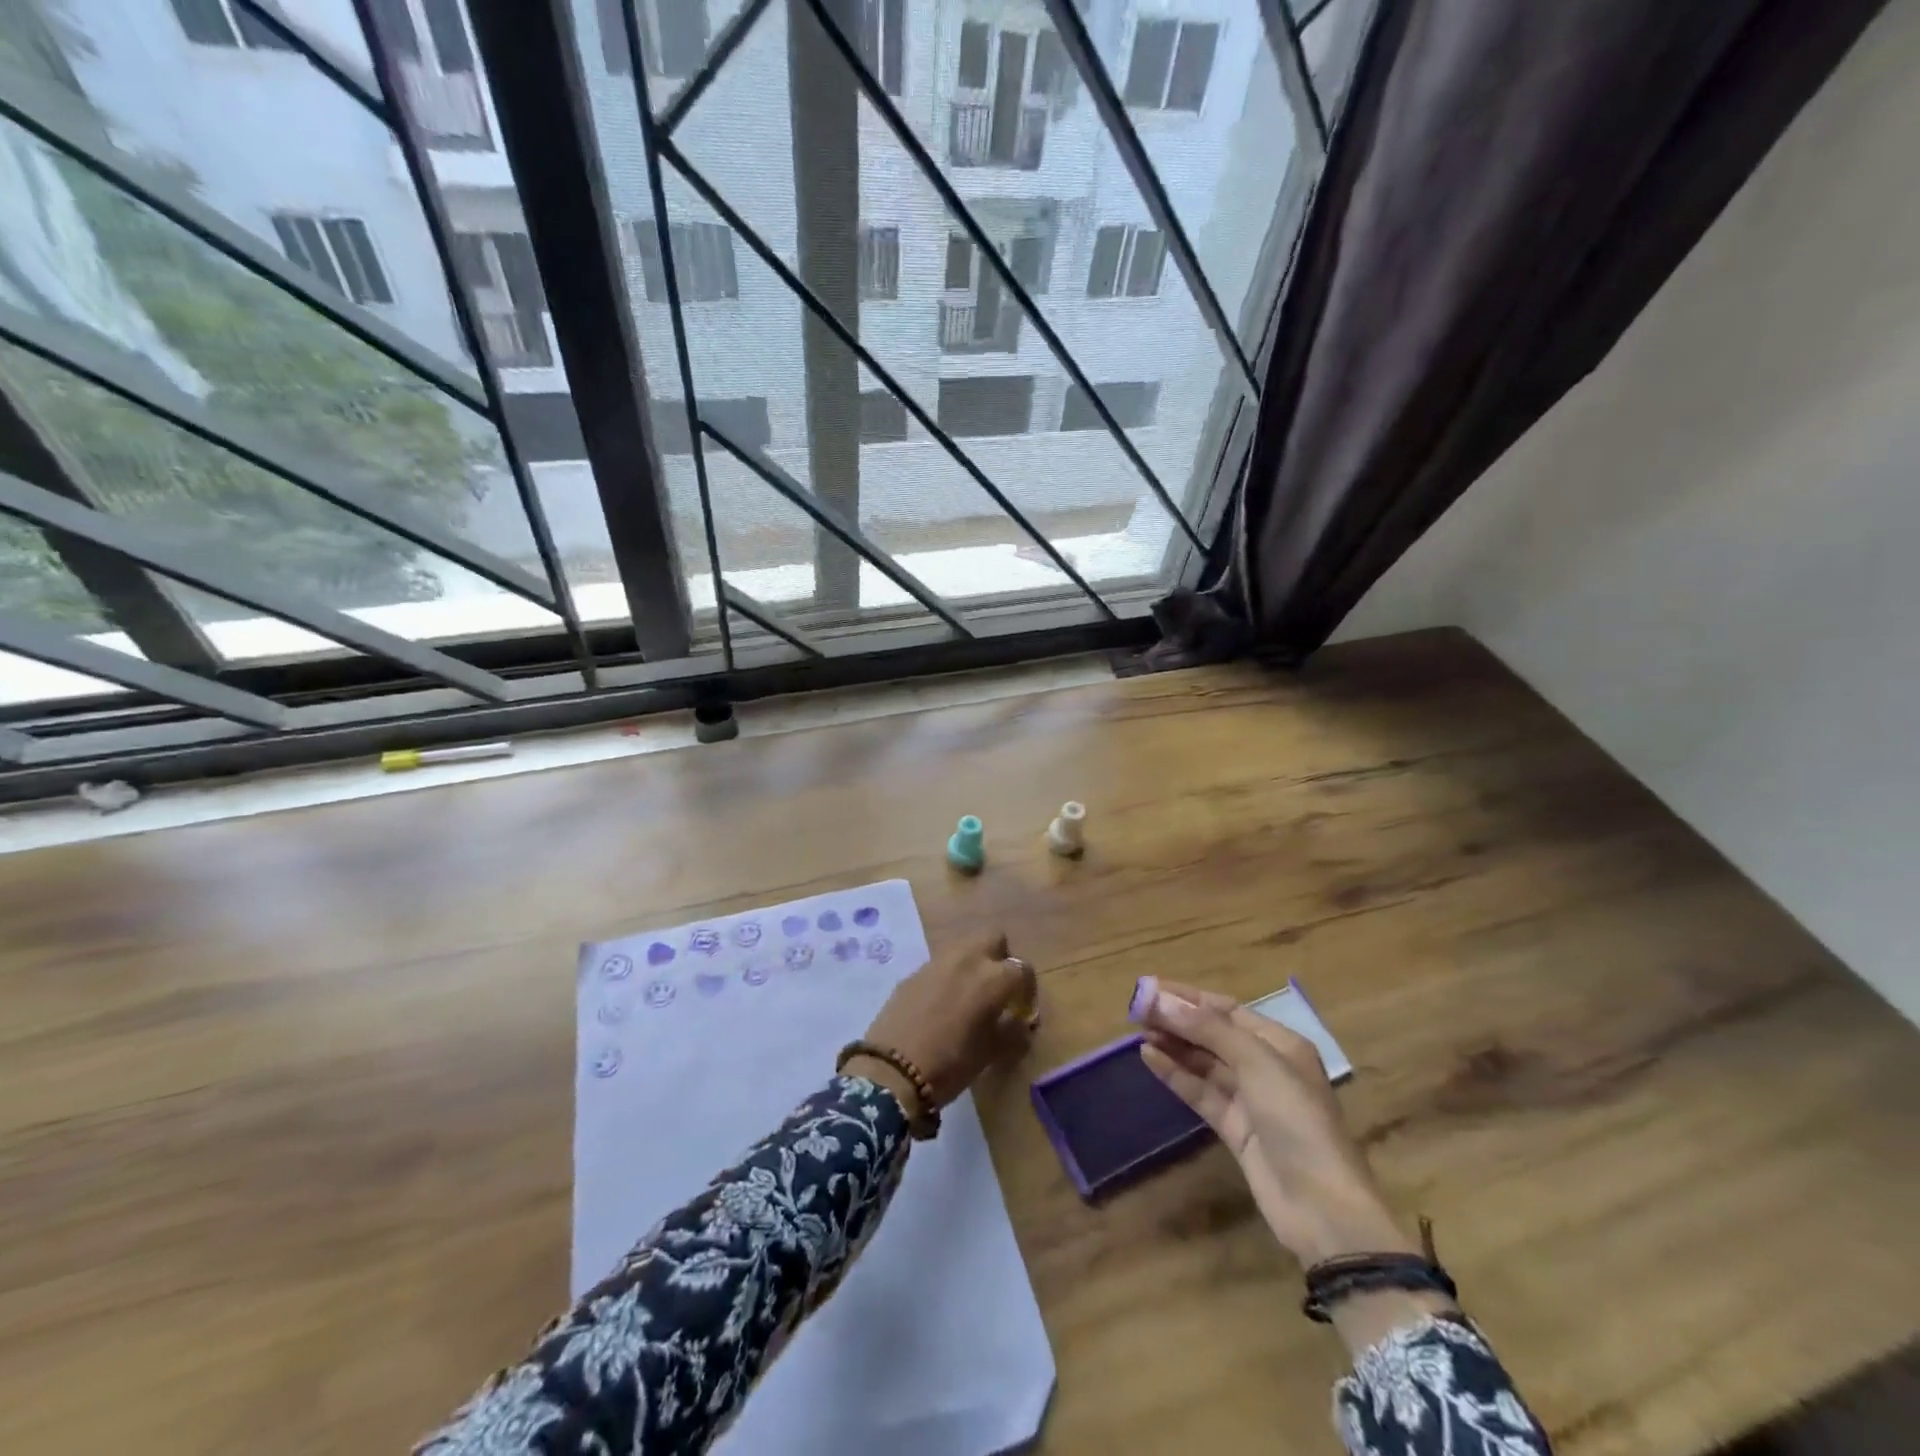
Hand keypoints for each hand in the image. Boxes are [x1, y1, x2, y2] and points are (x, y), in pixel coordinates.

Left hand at [854, 932, 1036, 1110]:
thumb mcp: (991, 1052)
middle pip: (993, 938)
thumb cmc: (951, 1063)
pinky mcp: (914, 971)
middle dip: (1001, 958)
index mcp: (992, 977)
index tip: (1023, 1009)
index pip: (1022, 968)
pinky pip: (941, 964)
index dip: (1027, 989)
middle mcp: (967, 959)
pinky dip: (949, 975)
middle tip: (998, 988)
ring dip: (974, 963)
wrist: (892, 1070)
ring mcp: (937, 962)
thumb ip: (1012, 1031)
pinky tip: (942, 1002)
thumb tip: (1021, 1022)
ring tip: (970, 994)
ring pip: (965, 947)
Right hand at [1140, 983, 1413, 1267]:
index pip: (1227, 1009)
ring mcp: (1249, 1099)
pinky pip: (1200, 1091)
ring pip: (1204, 1063)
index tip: (1150, 988)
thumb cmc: (1296, 1119)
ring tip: (1138, 1031)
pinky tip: (1149, 1058)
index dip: (1188, 997)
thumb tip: (1161, 999)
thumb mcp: (1256, 1062)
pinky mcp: (1234, 1128)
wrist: (1321, 1206)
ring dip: (1173, 1045)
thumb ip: (1208, 1029)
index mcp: (1280, 1044)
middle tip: (1136, 1009)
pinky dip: (1175, 1074)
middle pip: (1213, 1034)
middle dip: (1177, 1020)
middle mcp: (1265, 1066)